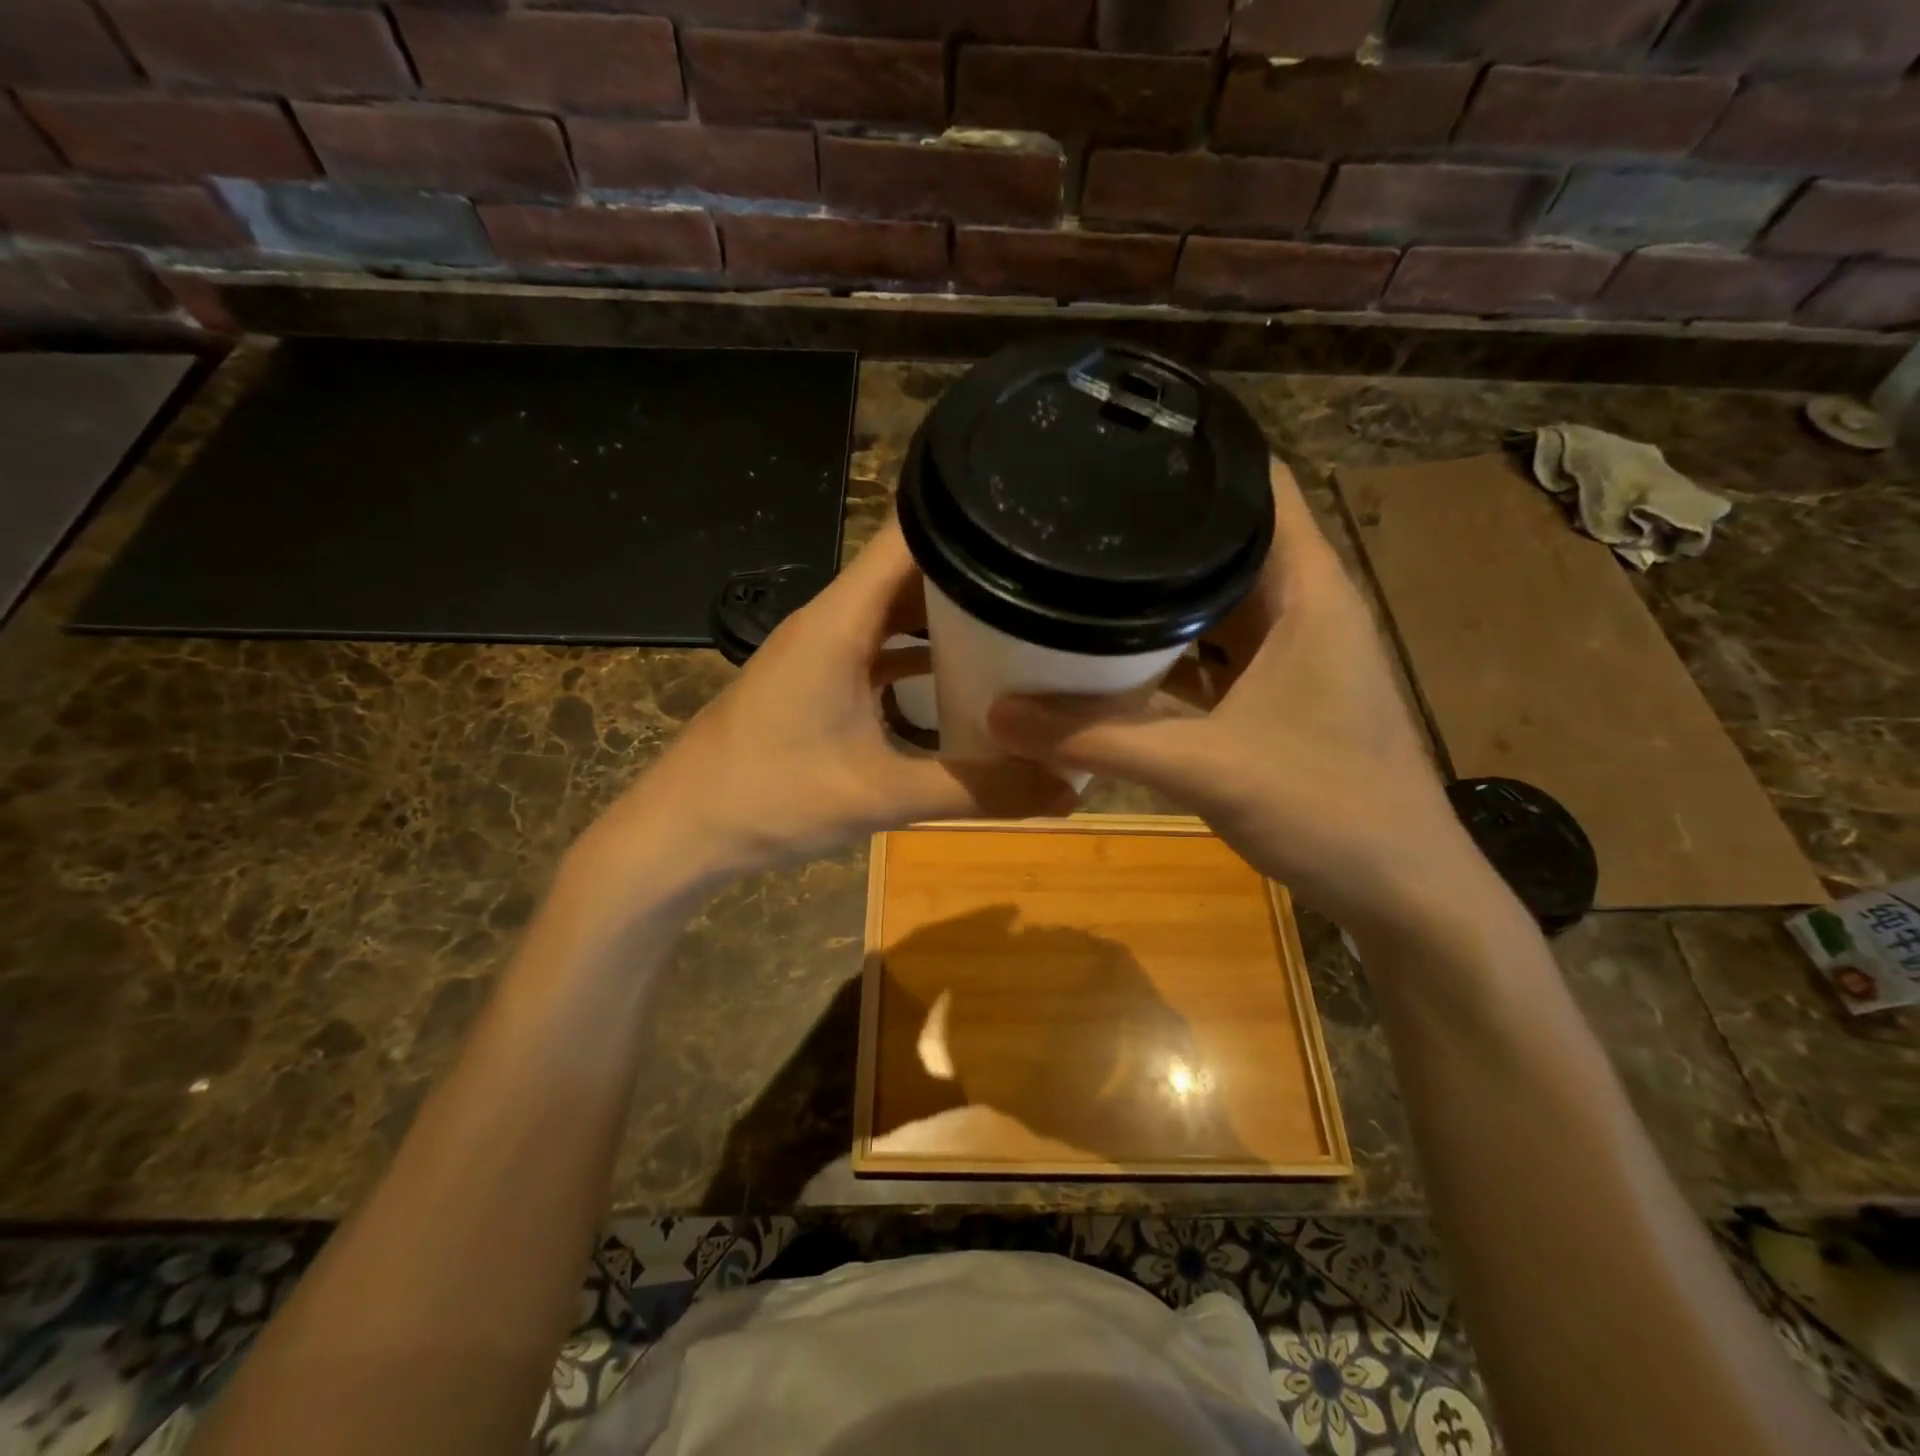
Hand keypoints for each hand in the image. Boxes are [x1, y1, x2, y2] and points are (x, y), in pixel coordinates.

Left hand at [574, 518, 1073, 906]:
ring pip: (895, 610)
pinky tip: (960, 678)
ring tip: (1021, 622)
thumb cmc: (770, 799)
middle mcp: (832, 620)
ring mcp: (821, 650)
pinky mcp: (817, 680)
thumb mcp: (881, 796)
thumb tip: (1065, 790)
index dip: (968, 516)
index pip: (909, 534)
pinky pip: (879, 648)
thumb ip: (974, 790)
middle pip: (911, 569)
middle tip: (1048, 582)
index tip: (1032, 520)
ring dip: (949, 615)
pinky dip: (919, 654)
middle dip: (976, 571)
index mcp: (842, 620)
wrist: (682, 831)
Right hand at [989, 460, 1486, 935]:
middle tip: (1077, 516)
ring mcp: (1295, 657)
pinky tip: (1118, 658)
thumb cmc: (1329, 808)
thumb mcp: (1206, 768)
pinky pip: (1217, 655)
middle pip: (1229, 544)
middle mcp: (1305, 610)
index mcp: (1308, 592)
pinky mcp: (1281, 698)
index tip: (1123, 447)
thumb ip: (1100, 740)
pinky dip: (1172, 652)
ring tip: (1084, 574)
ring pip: (1220, 604)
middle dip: (1159, 531)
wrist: (1402, 891)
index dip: (1199, 459)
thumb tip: (1000, 716)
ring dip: (1162, 597)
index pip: (1260, 488)